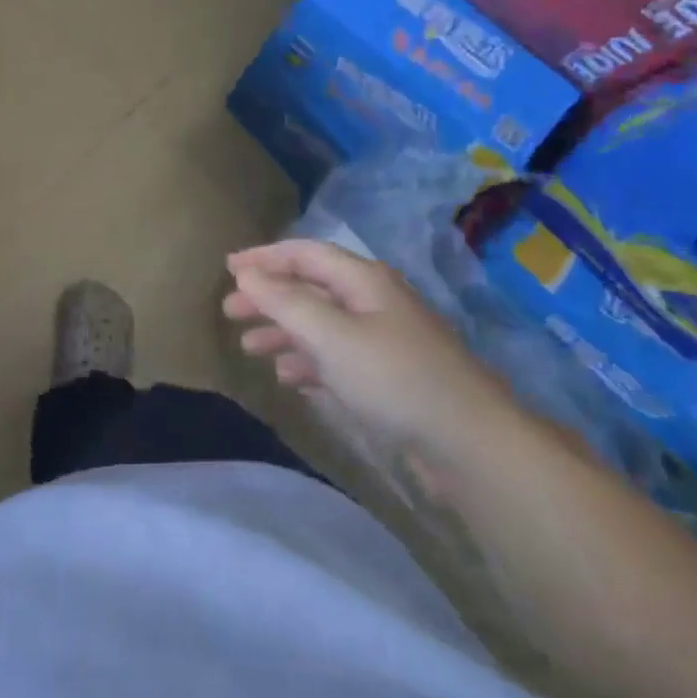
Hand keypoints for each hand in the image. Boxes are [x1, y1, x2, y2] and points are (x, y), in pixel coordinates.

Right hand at [223, 240, 512, 452]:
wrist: (468, 443)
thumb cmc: (393, 377)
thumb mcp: (331, 335)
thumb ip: (285, 301)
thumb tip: (246, 273)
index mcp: (363, 280)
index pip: (305, 253)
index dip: (265, 257)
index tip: (228, 268)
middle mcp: (372, 301)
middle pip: (310, 288)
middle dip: (269, 297)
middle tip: (230, 312)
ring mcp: (382, 339)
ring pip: (321, 324)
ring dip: (283, 331)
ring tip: (250, 348)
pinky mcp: (388, 376)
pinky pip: (336, 356)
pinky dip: (308, 361)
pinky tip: (288, 378)